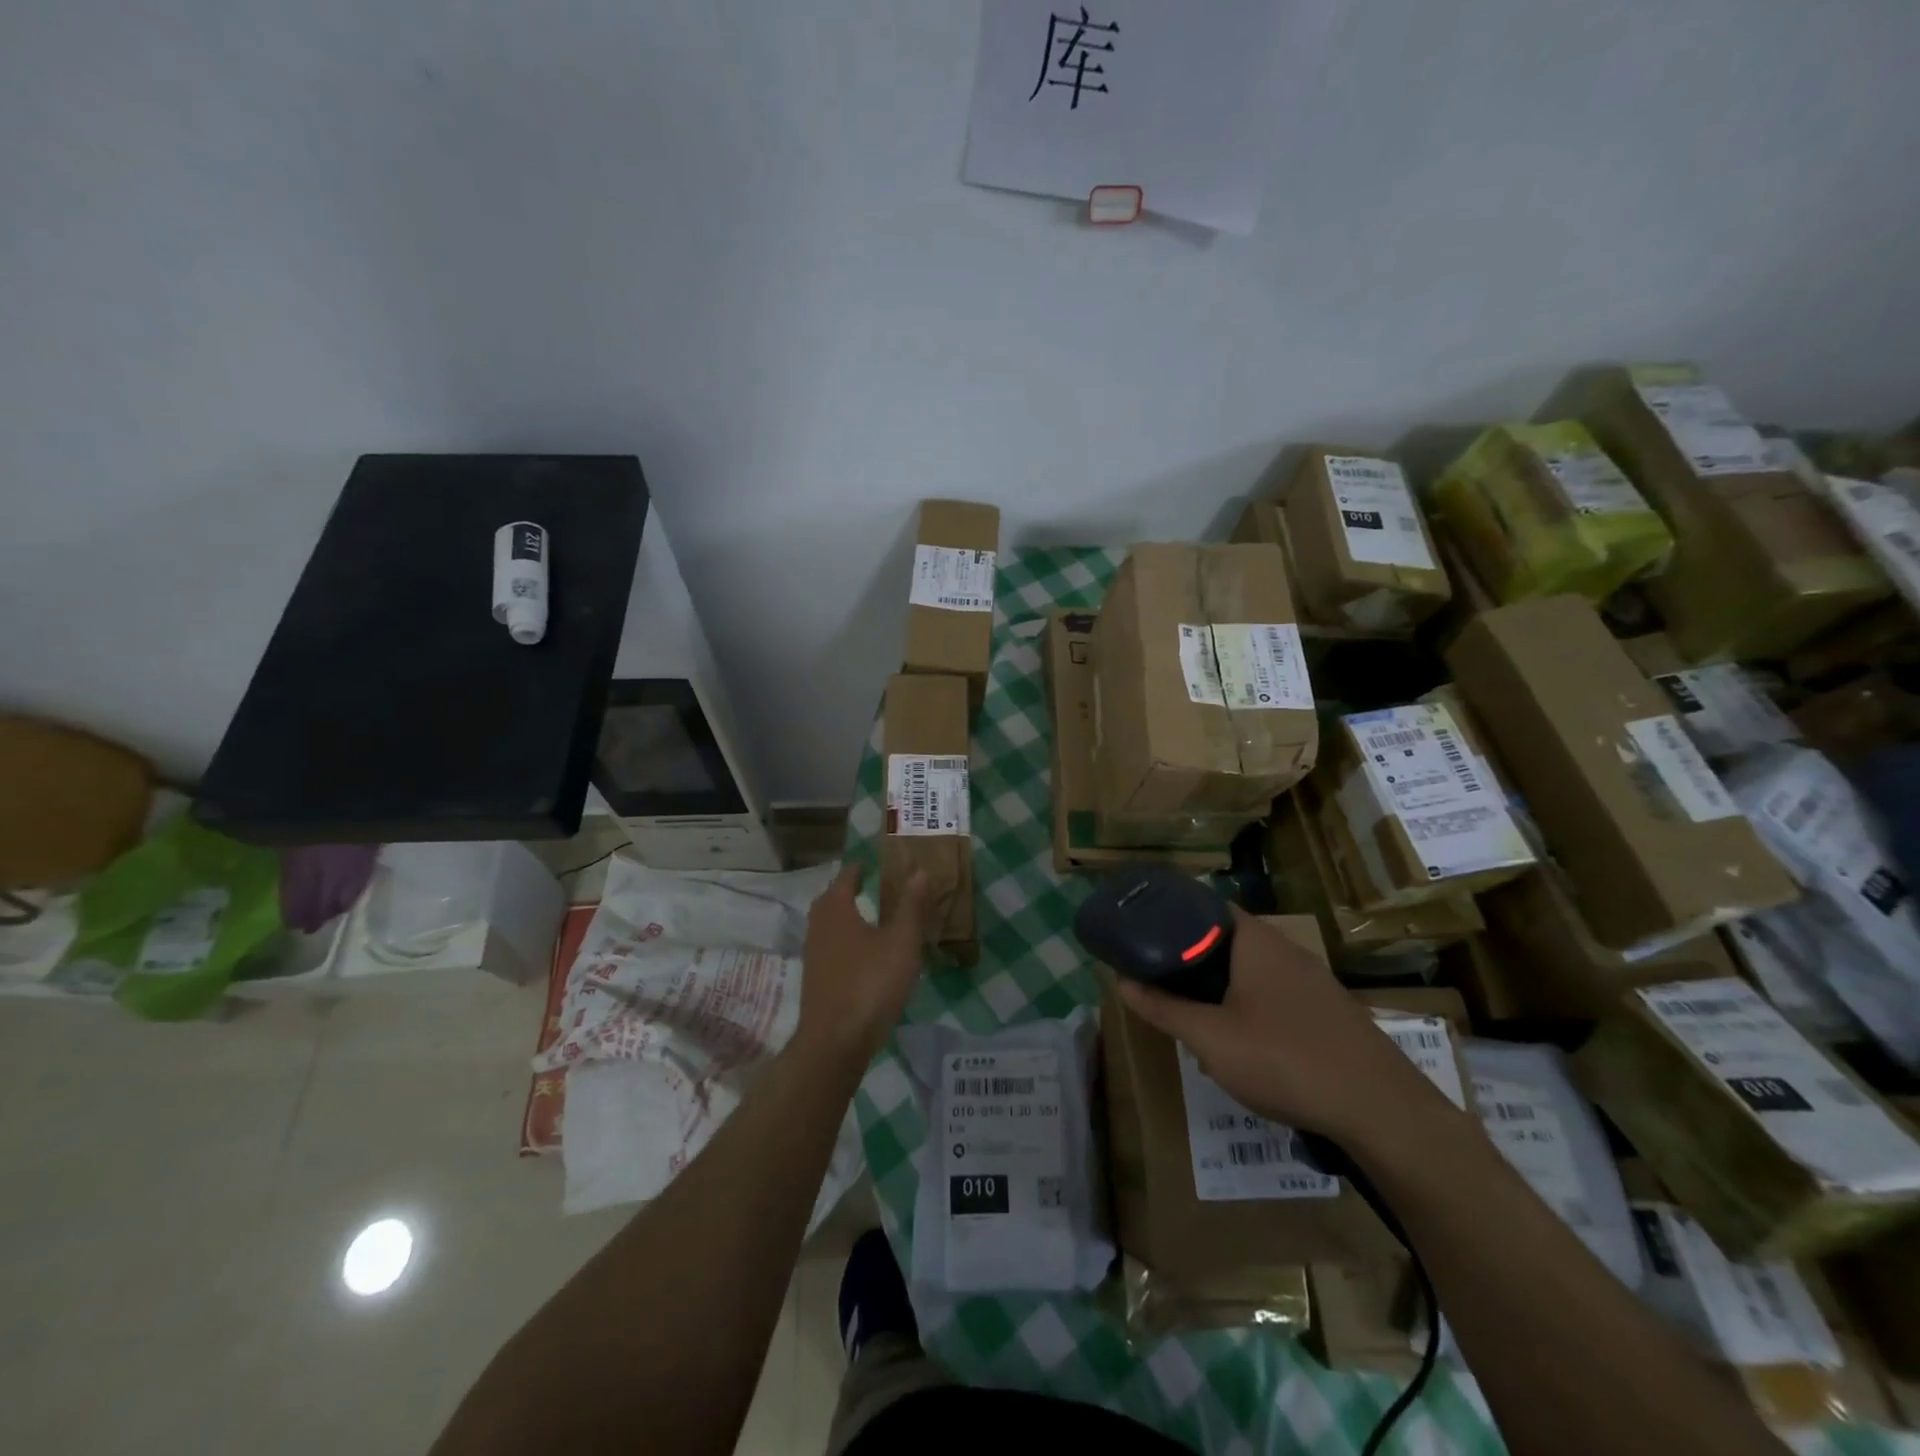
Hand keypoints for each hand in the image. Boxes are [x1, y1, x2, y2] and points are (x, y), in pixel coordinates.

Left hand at [793, 862, 928, 1066]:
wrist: (836, 1042)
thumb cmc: (870, 983)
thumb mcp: (901, 942)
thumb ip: (911, 906)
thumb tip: (919, 870)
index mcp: (835, 910)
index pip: (845, 878)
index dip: (859, 869)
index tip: (871, 863)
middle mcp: (818, 927)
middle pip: (831, 901)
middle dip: (847, 892)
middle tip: (869, 886)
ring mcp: (813, 956)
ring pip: (829, 926)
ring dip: (846, 918)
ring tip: (870, 918)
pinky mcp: (816, 981)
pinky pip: (831, 949)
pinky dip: (846, 942)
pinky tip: (864, 956)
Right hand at [1116, 908, 1446, 1146]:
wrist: (1381, 1111)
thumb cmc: (1284, 1059)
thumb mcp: (1210, 1038)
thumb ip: (1163, 1008)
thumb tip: (1120, 981)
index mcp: (1256, 941)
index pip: (1207, 906)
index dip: (1174, 914)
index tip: (1145, 932)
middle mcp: (1287, 950)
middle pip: (1228, 939)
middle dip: (1193, 958)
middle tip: (1162, 977)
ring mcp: (1315, 981)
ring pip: (1253, 970)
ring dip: (1222, 986)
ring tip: (1194, 1011)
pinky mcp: (1331, 1013)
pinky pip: (1278, 995)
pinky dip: (1251, 1005)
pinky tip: (1245, 1042)